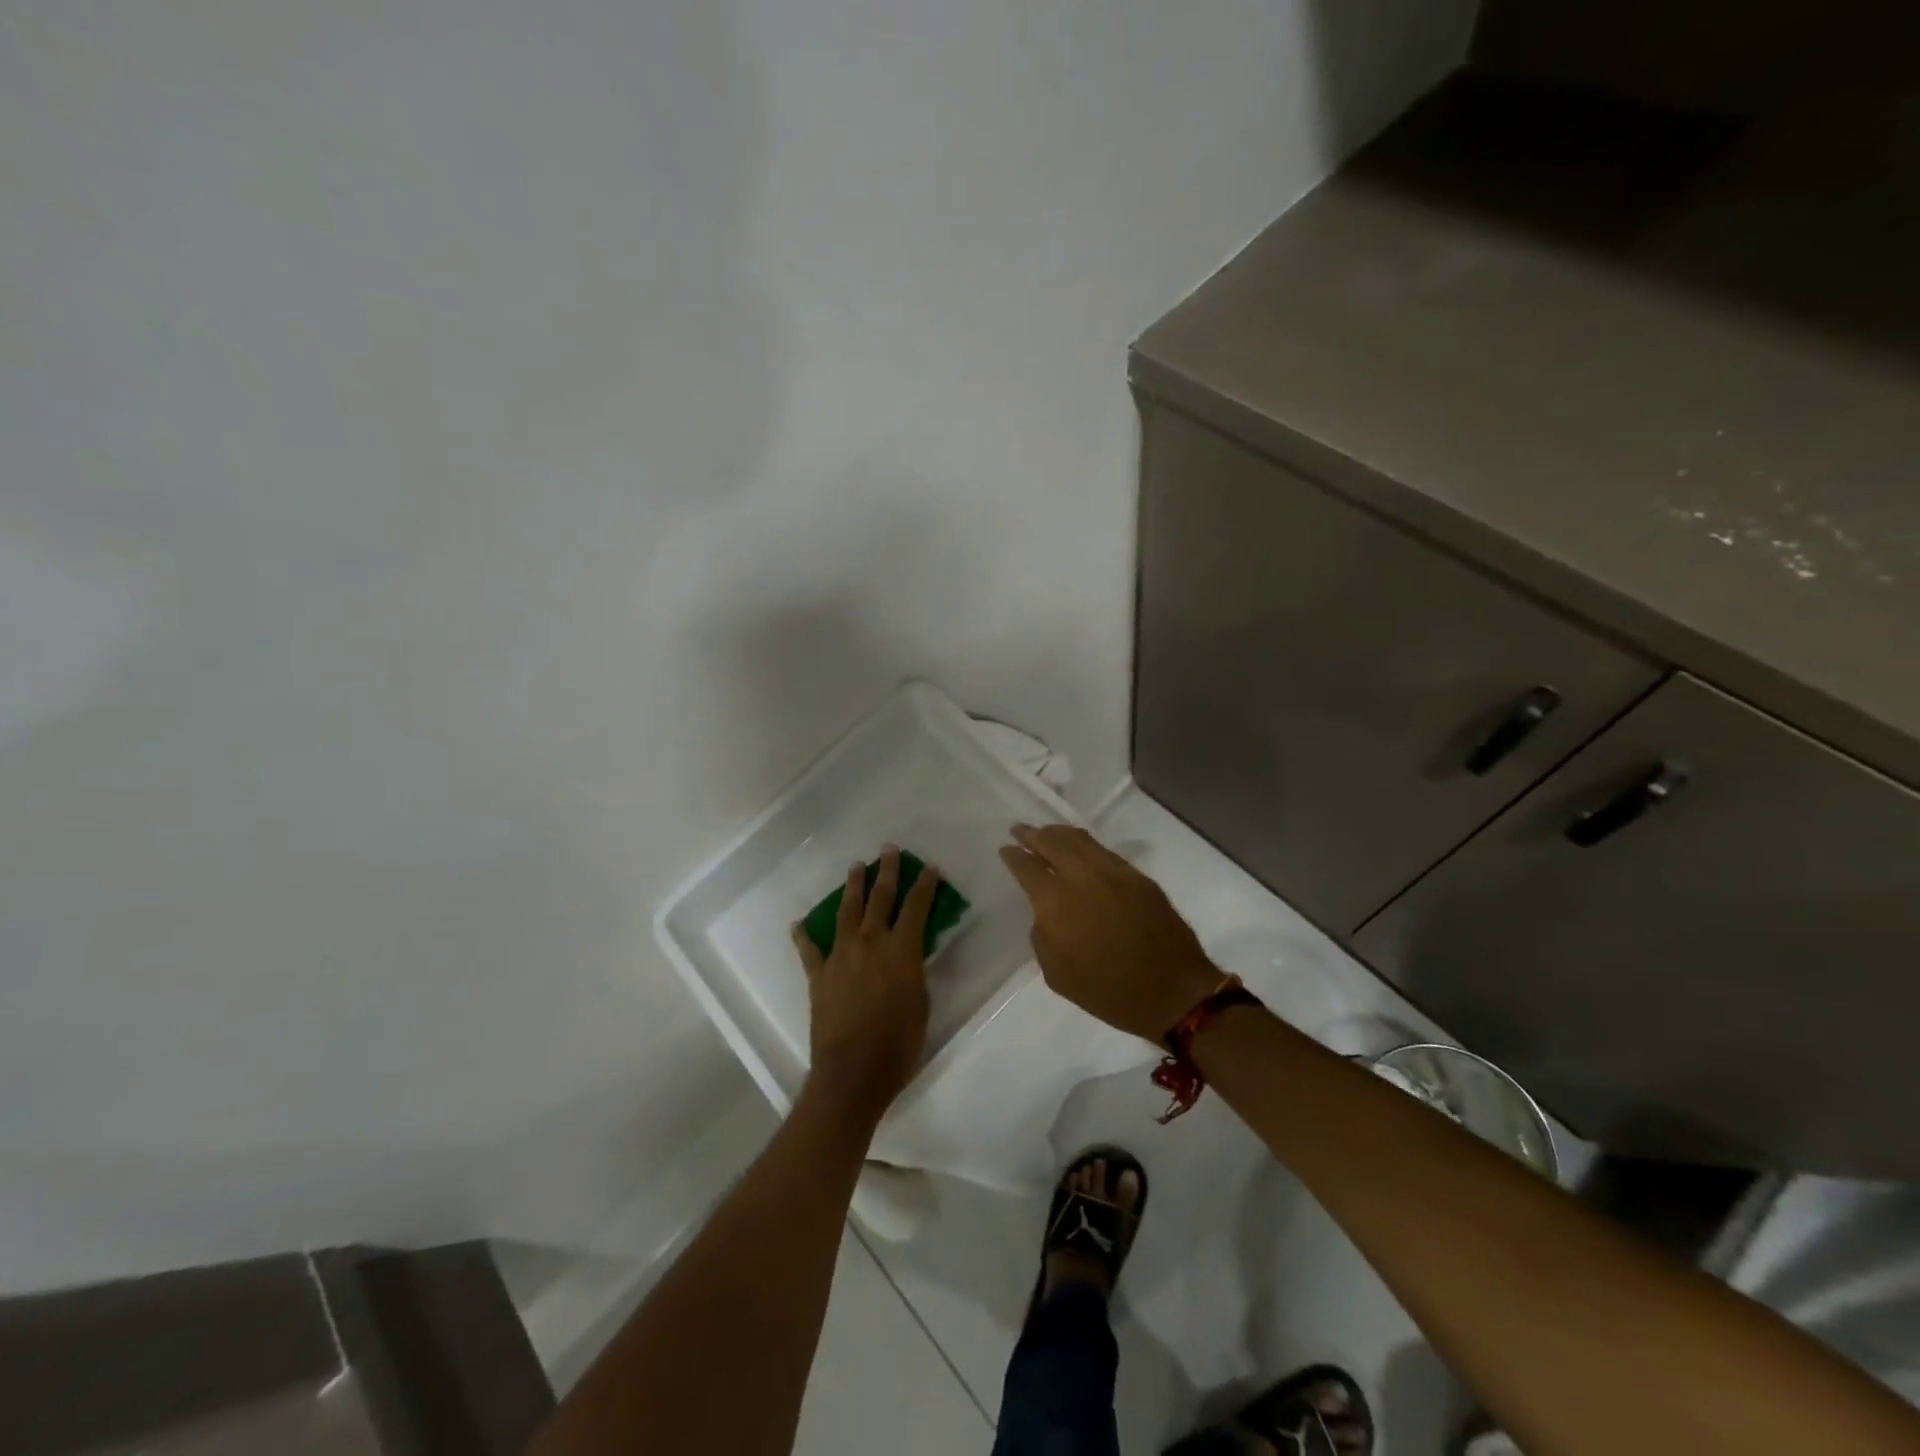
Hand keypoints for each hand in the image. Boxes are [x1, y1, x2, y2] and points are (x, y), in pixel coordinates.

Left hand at [790, 846, 935, 1122]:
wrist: (853, 1071)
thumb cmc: (899, 1042)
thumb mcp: (921, 1002)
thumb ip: (915, 970)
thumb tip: (911, 953)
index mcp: (902, 949)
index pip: (917, 906)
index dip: (925, 885)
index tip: (928, 867)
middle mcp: (871, 942)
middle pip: (880, 898)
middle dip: (886, 872)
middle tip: (888, 850)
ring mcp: (841, 955)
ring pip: (847, 911)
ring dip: (852, 888)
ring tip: (855, 868)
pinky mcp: (819, 974)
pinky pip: (809, 949)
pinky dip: (804, 935)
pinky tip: (799, 923)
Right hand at [1000, 823, 1220, 1042]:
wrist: (1172, 992)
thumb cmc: (1109, 992)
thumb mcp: (1058, 975)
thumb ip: (1043, 936)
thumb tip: (1046, 914)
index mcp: (1056, 903)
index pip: (1027, 867)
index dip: (1014, 856)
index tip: (1006, 849)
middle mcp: (1083, 877)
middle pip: (1052, 842)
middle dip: (1033, 834)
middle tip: (1020, 830)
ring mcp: (1114, 872)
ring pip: (1080, 840)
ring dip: (1059, 833)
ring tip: (1047, 833)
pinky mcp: (1138, 877)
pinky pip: (1104, 851)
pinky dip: (1086, 845)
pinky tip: (1080, 850)